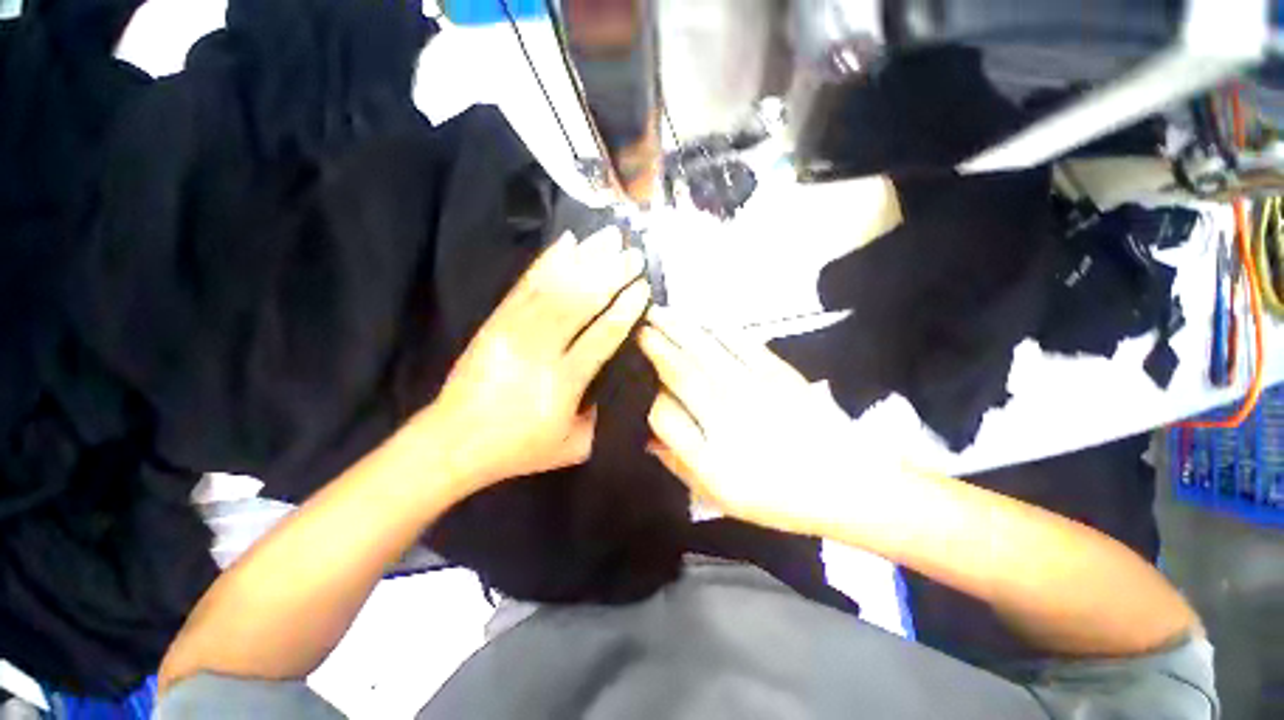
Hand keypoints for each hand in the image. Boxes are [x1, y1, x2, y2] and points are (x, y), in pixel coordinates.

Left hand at [426, 227, 649, 492]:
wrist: (454, 441)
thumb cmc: (519, 448)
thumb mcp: (574, 446)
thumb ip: (602, 416)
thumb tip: (619, 380)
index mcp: (563, 383)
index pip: (602, 336)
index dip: (624, 309)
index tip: (643, 286)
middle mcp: (539, 351)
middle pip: (579, 303)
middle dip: (610, 274)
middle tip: (633, 253)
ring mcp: (513, 331)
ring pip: (554, 288)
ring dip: (585, 259)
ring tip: (609, 237)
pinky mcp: (495, 322)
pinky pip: (524, 286)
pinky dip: (547, 261)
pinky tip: (566, 243)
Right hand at [639, 307, 898, 534]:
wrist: (848, 484)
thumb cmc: (779, 497)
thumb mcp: (721, 498)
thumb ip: (681, 465)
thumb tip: (649, 435)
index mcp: (713, 458)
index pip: (664, 416)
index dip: (646, 394)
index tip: (636, 376)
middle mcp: (729, 419)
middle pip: (681, 373)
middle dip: (655, 347)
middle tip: (639, 327)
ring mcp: (756, 391)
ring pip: (705, 352)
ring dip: (679, 330)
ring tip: (660, 313)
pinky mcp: (779, 374)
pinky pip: (742, 344)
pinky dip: (718, 329)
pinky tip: (703, 320)